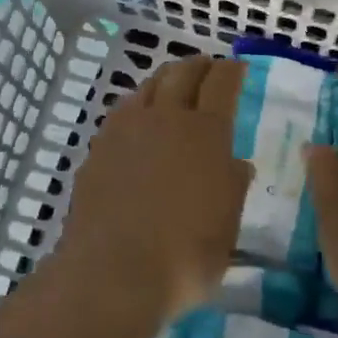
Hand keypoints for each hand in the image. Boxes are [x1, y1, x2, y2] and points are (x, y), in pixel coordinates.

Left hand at [57, 56, 250, 325]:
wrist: (112, 272)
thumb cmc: (183, 256)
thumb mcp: (226, 227)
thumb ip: (233, 188)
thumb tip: (238, 163)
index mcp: (205, 132)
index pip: (221, 83)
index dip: (231, 70)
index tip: (238, 67)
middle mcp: (166, 117)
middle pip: (183, 73)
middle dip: (199, 65)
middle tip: (208, 66)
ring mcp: (128, 128)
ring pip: (149, 85)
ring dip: (167, 78)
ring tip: (174, 84)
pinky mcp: (100, 145)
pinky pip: (124, 109)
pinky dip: (139, 103)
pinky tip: (139, 118)